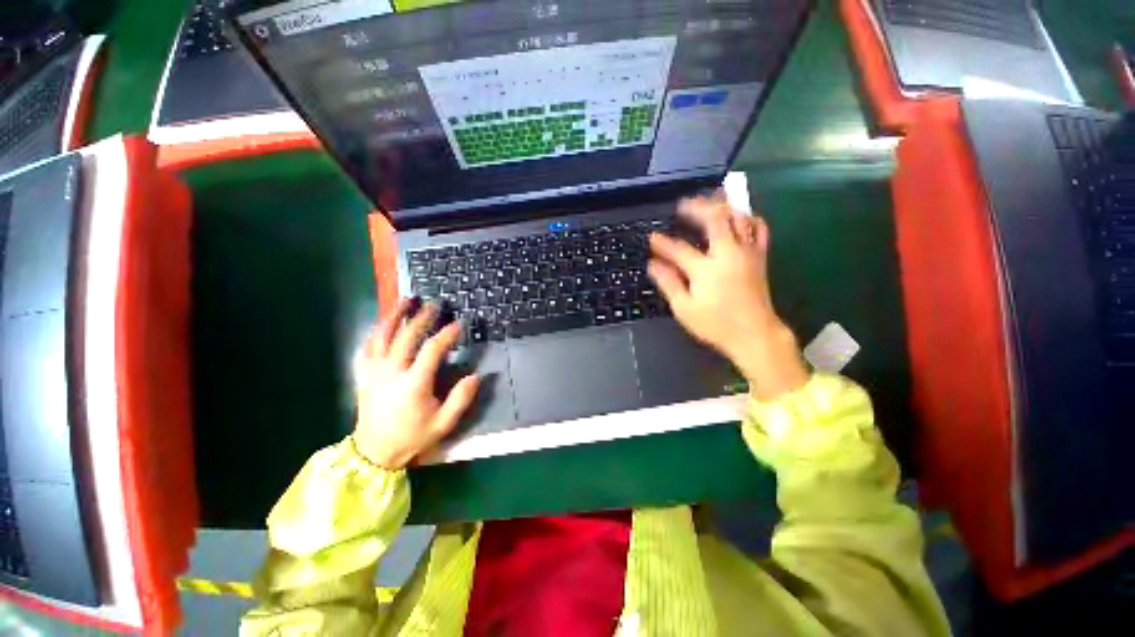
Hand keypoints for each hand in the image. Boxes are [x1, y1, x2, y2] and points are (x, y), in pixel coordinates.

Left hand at [352, 299, 479, 469]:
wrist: (373, 452)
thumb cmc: (412, 437)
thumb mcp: (443, 424)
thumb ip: (460, 399)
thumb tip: (476, 376)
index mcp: (414, 383)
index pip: (432, 350)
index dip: (447, 335)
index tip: (459, 324)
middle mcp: (391, 372)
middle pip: (406, 336)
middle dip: (422, 317)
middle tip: (434, 304)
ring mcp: (374, 371)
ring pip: (382, 336)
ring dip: (394, 316)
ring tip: (405, 300)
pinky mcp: (364, 374)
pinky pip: (367, 346)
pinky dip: (376, 331)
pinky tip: (383, 323)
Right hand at [648, 193, 808, 400]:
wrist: (755, 334)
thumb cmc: (716, 324)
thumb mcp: (684, 308)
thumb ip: (668, 282)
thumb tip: (652, 264)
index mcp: (706, 269)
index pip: (678, 248)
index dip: (662, 242)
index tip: (651, 238)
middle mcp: (728, 253)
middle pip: (715, 218)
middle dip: (696, 207)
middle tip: (682, 206)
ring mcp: (747, 252)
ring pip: (738, 217)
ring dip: (722, 206)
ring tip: (707, 203)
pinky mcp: (759, 256)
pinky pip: (758, 228)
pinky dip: (746, 217)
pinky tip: (737, 217)